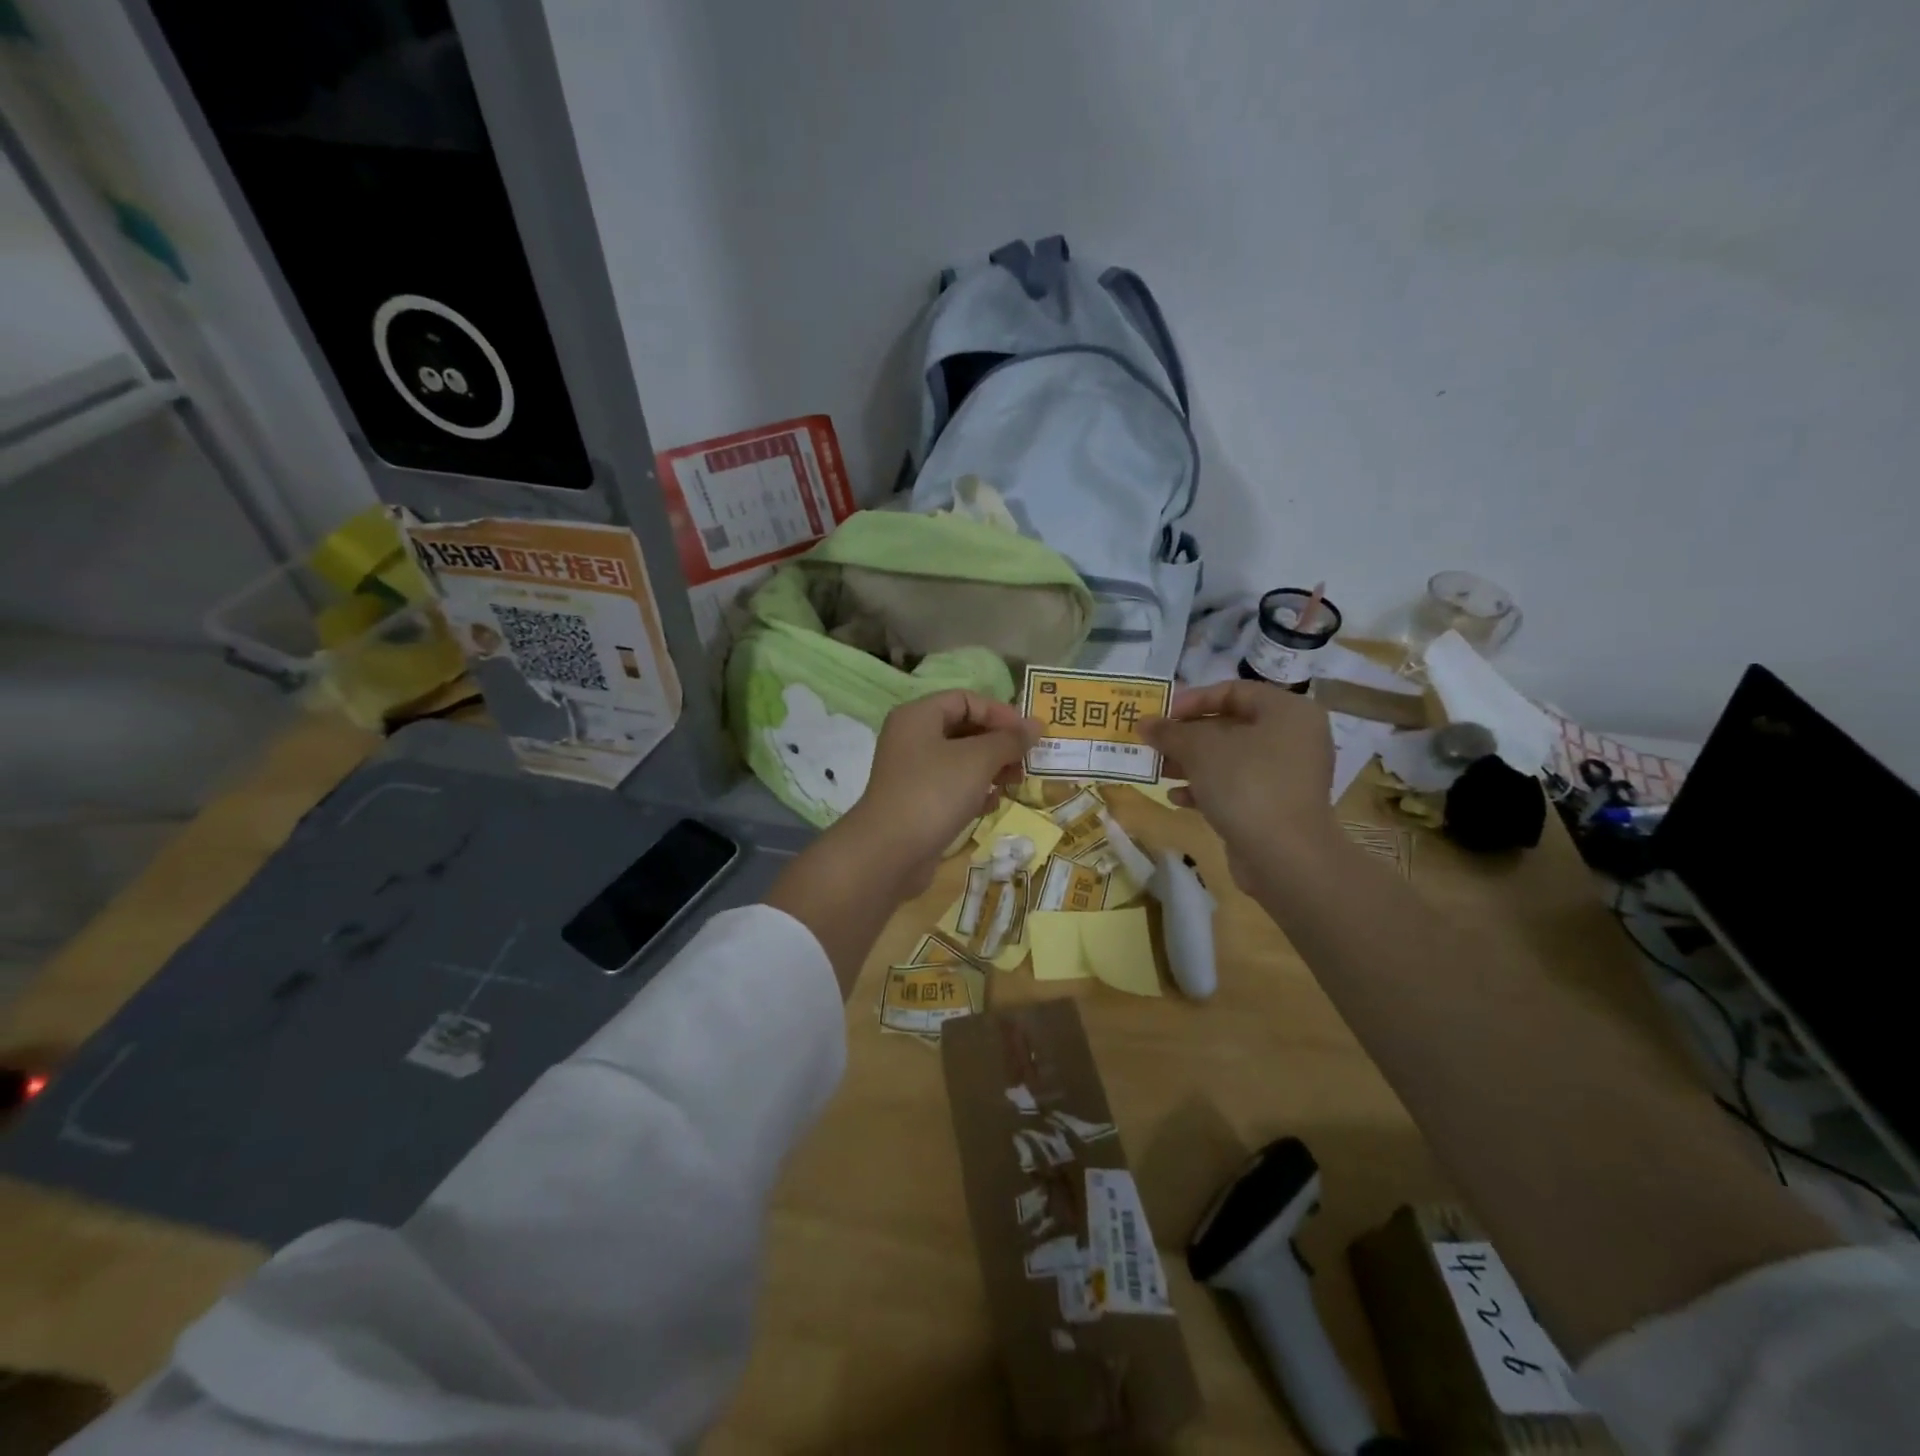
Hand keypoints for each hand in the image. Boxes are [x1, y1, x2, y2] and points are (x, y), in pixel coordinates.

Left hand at [834, 690, 1038, 899]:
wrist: (889, 853)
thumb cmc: (934, 792)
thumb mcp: (978, 760)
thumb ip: (1009, 740)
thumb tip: (1036, 726)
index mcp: (918, 716)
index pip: (966, 699)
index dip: (999, 712)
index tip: (1028, 734)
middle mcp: (912, 739)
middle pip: (964, 728)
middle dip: (998, 743)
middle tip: (1026, 761)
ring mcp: (913, 772)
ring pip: (960, 760)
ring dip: (991, 768)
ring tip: (1014, 783)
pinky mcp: (917, 802)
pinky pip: (952, 787)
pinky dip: (974, 791)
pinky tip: (991, 805)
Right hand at [1141, 680, 1338, 889]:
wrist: (1285, 856)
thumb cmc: (1246, 784)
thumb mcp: (1200, 749)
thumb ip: (1170, 731)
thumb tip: (1144, 722)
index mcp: (1287, 711)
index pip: (1234, 691)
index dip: (1193, 699)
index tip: (1161, 714)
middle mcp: (1294, 738)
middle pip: (1231, 725)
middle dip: (1187, 735)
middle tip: (1153, 742)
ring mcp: (1287, 775)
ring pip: (1230, 759)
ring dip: (1191, 763)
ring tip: (1158, 770)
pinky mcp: (1276, 807)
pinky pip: (1236, 787)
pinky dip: (1207, 789)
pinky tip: (1178, 799)